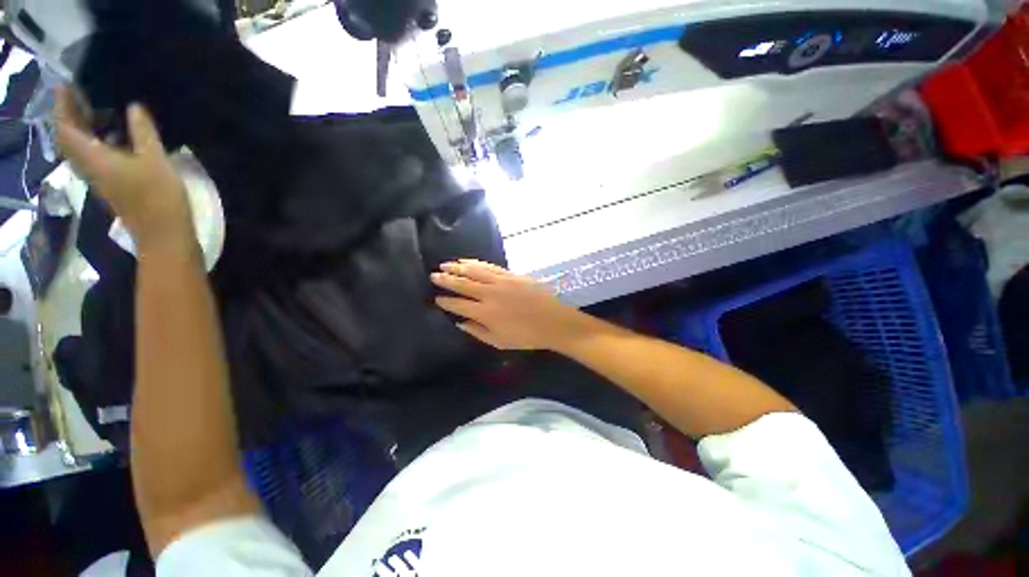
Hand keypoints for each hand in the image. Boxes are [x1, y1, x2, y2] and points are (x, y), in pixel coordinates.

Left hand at [55, 86, 193, 251]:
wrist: (163, 234)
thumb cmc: (158, 197)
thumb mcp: (155, 160)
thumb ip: (143, 132)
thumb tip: (134, 106)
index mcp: (94, 158)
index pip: (66, 128)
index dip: (63, 106)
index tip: (66, 85)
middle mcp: (89, 167)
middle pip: (68, 138)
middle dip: (69, 115)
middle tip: (79, 94)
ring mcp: (99, 178)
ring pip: (78, 148)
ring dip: (80, 128)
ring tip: (95, 110)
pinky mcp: (110, 184)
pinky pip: (92, 157)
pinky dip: (94, 141)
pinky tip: (111, 135)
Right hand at [430, 260, 591, 350]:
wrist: (554, 322)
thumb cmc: (526, 337)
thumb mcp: (499, 342)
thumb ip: (477, 332)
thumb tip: (459, 322)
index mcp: (485, 313)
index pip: (458, 304)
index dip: (445, 301)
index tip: (436, 298)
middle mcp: (489, 294)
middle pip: (463, 284)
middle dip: (446, 279)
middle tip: (433, 275)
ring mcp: (501, 281)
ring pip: (474, 271)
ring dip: (458, 267)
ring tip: (445, 265)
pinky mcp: (511, 275)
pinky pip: (490, 266)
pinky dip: (476, 263)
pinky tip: (468, 261)